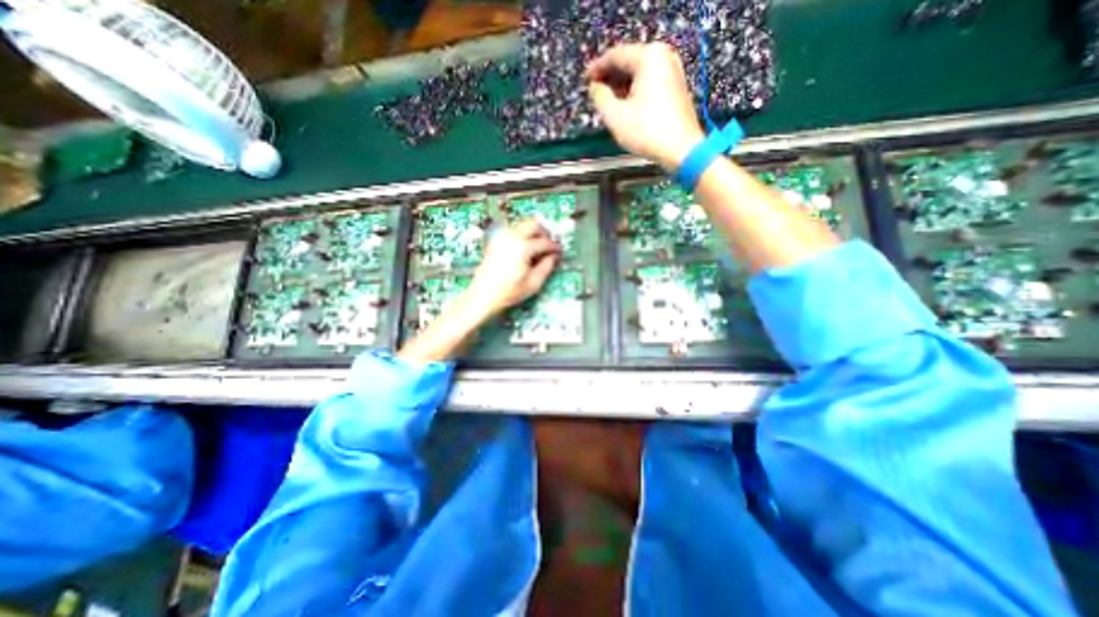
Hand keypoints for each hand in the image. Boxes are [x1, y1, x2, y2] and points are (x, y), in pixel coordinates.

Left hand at [466, 219, 560, 317]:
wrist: (483, 296)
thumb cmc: (509, 292)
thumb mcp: (533, 283)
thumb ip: (546, 267)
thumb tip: (553, 257)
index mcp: (523, 247)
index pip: (545, 242)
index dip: (554, 247)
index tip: (559, 253)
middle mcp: (512, 237)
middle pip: (533, 224)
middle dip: (544, 233)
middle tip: (548, 245)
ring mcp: (502, 237)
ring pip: (522, 225)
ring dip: (532, 233)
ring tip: (537, 248)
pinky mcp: (495, 241)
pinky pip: (512, 231)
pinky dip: (521, 235)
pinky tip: (524, 249)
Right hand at [583, 41, 702, 170]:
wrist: (681, 150)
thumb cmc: (647, 131)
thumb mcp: (615, 116)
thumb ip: (600, 97)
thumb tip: (595, 88)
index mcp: (648, 57)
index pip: (616, 55)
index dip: (597, 68)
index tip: (585, 80)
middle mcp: (663, 57)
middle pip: (629, 62)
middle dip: (610, 77)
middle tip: (594, 92)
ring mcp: (673, 71)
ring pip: (639, 74)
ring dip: (621, 86)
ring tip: (607, 101)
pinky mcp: (676, 88)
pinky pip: (649, 82)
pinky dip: (634, 91)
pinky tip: (625, 105)